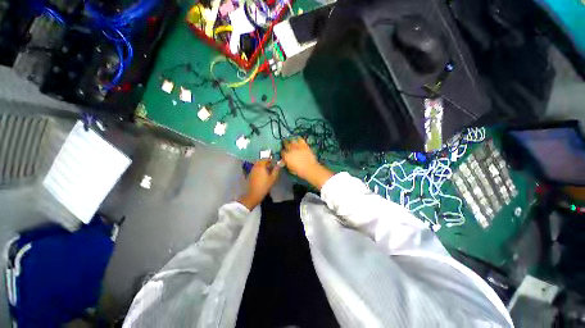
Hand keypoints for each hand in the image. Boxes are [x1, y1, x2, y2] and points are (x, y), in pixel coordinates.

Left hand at [238, 160, 280, 209]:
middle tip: (271, 165)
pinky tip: (262, 174)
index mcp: (261, 166)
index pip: (265, 159)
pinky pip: (255, 168)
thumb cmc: (264, 186)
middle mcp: (255, 166)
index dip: (270, 160)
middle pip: (260, 161)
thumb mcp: (273, 178)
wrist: (254, 194)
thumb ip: (276, 170)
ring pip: (257, 164)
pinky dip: (259, 169)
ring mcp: (252, 170)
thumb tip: (279, 164)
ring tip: (267, 170)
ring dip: (262, 165)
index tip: (274, 162)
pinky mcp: (250, 175)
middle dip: (266, 162)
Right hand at [281, 137, 332, 189]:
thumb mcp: (290, 168)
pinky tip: (298, 140)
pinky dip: (299, 139)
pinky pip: (300, 140)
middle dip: (286, 145)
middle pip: (286, 144)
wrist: (310, 169)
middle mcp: (291, 150)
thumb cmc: (299, 171)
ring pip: (292, 141)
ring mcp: (298, 147)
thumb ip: (287, 163)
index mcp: (286, 156)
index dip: (283, 153)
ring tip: (292, 142)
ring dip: (292, 142)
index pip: (282, 152)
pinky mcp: (304, 146)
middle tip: (286, 146)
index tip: (284, 154)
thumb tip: (285, 161)